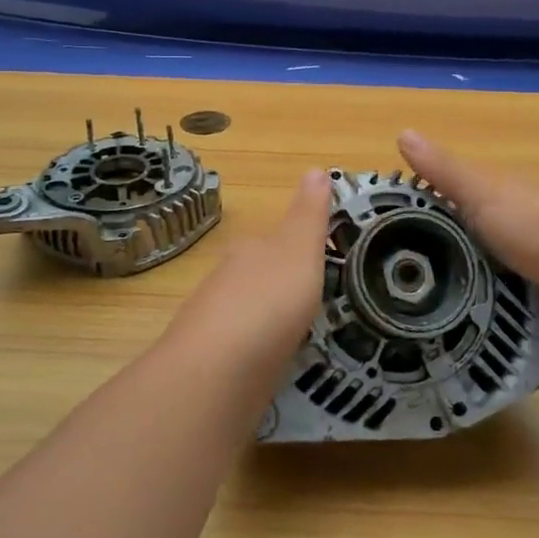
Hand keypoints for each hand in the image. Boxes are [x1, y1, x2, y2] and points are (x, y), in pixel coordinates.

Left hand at [170, 170, 330, 363]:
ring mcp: (215, 322)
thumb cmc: (268, 300)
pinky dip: (259, 349)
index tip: (325, 263)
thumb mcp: (299, 248)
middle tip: (319, 302)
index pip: (274, 239)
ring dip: (270, 318)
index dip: (299, 248)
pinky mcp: (213, 362)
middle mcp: (227, 280)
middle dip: (283, 285)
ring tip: (303, 334)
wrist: (217, 371)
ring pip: (249, 311)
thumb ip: (309, 213)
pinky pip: (243, 347)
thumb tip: (315, 166)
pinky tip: (275, 362)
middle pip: (258, 275)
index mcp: (249, 250)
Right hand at [397, 131, 538, 342]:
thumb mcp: (482, 194)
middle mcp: (516, 228)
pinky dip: (484, 315)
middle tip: (393, 279)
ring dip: (460, 288)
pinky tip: (456, 329)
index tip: (384, 229)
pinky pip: (501, 307)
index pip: (453, 198)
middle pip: (466, 238)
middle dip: (437, 254)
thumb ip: (444, 171)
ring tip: (417, 311)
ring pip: (483, 275)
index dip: (421, 207)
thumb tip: (401, 132)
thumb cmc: (536, 227)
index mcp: (502, 197)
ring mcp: (530, 267)